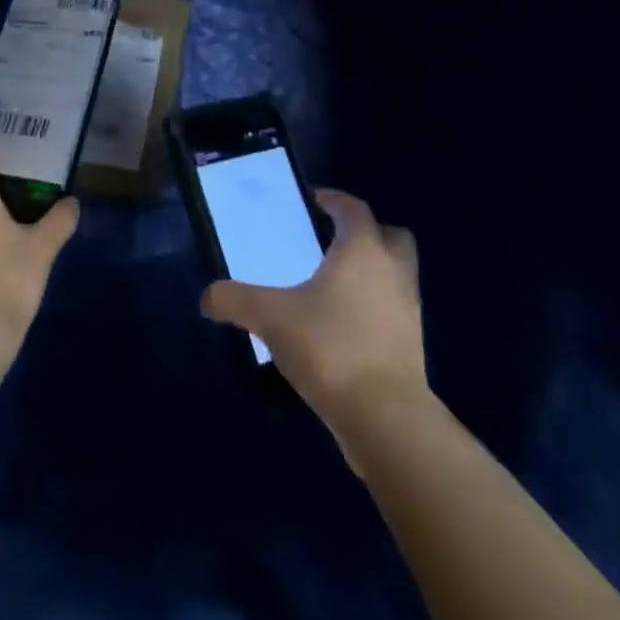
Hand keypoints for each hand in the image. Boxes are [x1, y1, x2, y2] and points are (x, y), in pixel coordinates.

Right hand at [200, 188, 426, 426]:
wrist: (385, 419)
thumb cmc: (329, 347)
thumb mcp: (269, 317)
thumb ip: (234, 300)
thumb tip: (207, 298)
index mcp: (362, 250)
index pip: (353, 209)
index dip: (333, 200)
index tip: (312, 202)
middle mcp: (392, 271)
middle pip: (391, 235)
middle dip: (366, 232)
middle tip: (331, 240)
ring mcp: (408, 310)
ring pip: (396, 274)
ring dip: (372, 271)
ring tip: (332, 284)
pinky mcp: (412, 347)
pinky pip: (393, 310)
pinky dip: (374, 307)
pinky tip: (340, 324)